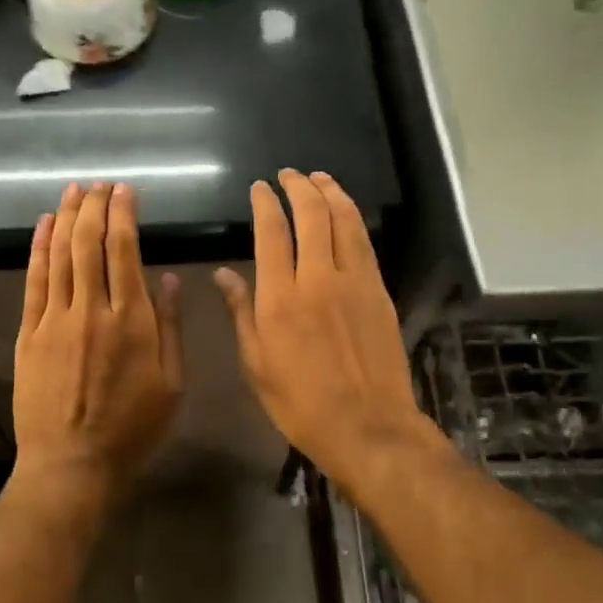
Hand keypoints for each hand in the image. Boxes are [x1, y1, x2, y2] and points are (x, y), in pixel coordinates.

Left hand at [12, 182, 183, 509]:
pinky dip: (38, 249)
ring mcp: (55, 320)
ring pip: (60, 255)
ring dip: (66, 218)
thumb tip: (168, 278)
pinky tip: (42, 226)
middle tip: (99, 184)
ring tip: (74, 192)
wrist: (72, 463)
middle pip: (89, 244)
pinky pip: (33, 281)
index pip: (125, 251)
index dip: (123, 215)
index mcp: (132, 321)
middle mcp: (92, 310)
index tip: (124, 191)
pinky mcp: (29, 334)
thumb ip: (170, 327)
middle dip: (94, 207)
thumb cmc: (132, 428)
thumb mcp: (172, 384)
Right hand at [215, 170, 443, 497]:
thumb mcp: (256, 364)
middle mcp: (318, 279)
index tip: (259, 188)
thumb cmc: (301, 403)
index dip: (265, 204)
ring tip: (319, 178)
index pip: (271, 233)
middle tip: (288, 174)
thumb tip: (223, 274)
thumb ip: (241, 312)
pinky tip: (346, 212)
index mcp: (280, 299)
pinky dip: (353, 218)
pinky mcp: (379, 292)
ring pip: (345, 221)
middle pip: (312, 215)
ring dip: (331, 193)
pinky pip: (364, 243)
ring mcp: (355, 282)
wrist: (367, 427)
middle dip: (299, 187)